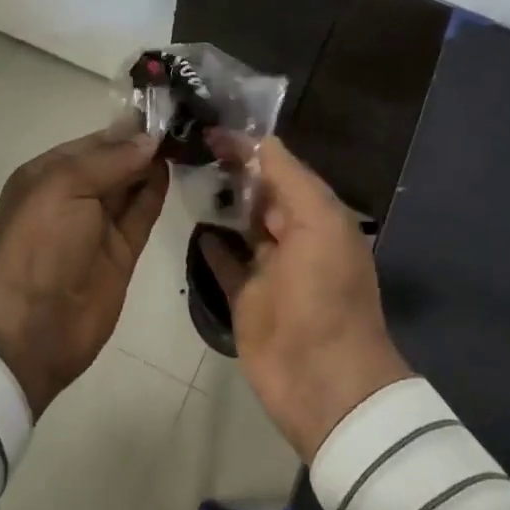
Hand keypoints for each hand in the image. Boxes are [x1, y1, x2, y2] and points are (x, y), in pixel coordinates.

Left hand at [0, 127, 169, 415]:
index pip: (93, 142)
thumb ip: (110, 160)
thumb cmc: (40, 245)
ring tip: (191, 138)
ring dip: (154, 164)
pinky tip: (178, 169)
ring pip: (131, 185)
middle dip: (143, 144)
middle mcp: (73, 195)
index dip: (126, 128)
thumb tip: (151, 139)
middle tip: (187, 121)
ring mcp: (98, 224)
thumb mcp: (65, 187)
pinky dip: (157, 191)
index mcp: (47, 174)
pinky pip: (142, 213)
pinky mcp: (122, 250)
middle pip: (114, 162)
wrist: (35, 326)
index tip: (164, 109)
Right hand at [199, 135, 411, 460]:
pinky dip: (211, 244)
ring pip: (240, 225)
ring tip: (183, 173)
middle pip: (259, 194)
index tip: (211, 129)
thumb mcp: (320, 223)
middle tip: (189, 145)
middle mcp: (294, 237)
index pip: (280, 169)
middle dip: (232, 170)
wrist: (322, 380)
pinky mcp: (245, 298)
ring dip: (219, 202)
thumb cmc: (325, 293)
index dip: (249, 148)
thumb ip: (291, 179)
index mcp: (317, 216)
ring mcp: (268, 270)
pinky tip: (192, 223)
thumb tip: (260, 140)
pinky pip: (225, 262)